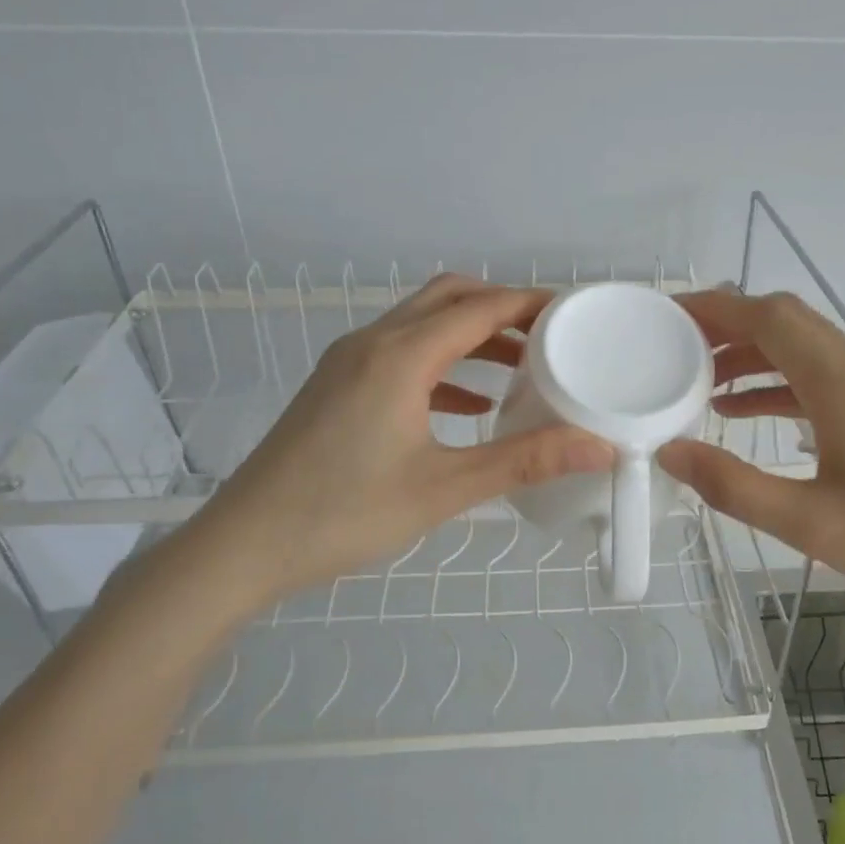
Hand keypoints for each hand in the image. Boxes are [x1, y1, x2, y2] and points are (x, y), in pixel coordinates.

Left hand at [164, 275, 612, 623]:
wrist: (244, 544)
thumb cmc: (345, 513)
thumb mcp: (444, 488)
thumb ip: (525, 461)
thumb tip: (600, 447)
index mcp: (401, 355)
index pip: (480, 307)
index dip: (531, 304)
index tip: (575, 314)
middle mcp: (373, 343)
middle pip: (449, 299)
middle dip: (502, 309)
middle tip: (550, 337)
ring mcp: (349, 363)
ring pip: (423, 325)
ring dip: (472, 336)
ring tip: (521, 367)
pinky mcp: (337, 387)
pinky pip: (402, 356)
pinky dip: (443, 365)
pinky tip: (468, 405)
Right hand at [656, 290, 844, 625]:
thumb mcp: (810, 524)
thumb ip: (733, 485)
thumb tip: (670, 452)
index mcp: (844, 381)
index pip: (768, 318)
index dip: (715, 308)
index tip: (667, 314)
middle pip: (786, 322)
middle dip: (727, 328)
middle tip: (674, 349)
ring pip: (805, 348)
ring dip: (753, 356)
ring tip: (700, 383)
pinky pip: (825, 376)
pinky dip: (781, 383)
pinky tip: (749, 413)